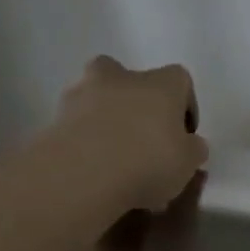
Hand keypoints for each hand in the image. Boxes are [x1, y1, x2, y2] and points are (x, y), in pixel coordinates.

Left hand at [43, 56, 208, 214]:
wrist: (83, 173)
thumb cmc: (149, 161)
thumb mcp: (188, 163)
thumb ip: (193, 149)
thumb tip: (190, 144)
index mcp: (160, 83)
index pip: (180, 79)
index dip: (185, 105)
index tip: (185, 133)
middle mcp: (121, 78)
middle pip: (130, 78)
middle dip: (137, 101)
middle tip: (144, 134)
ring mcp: (83, 93)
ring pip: (100, 97)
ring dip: (108, 118)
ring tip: (116, 156)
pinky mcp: (56, 116)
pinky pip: (79, 123)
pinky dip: (87, 138)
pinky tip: (95, 167)